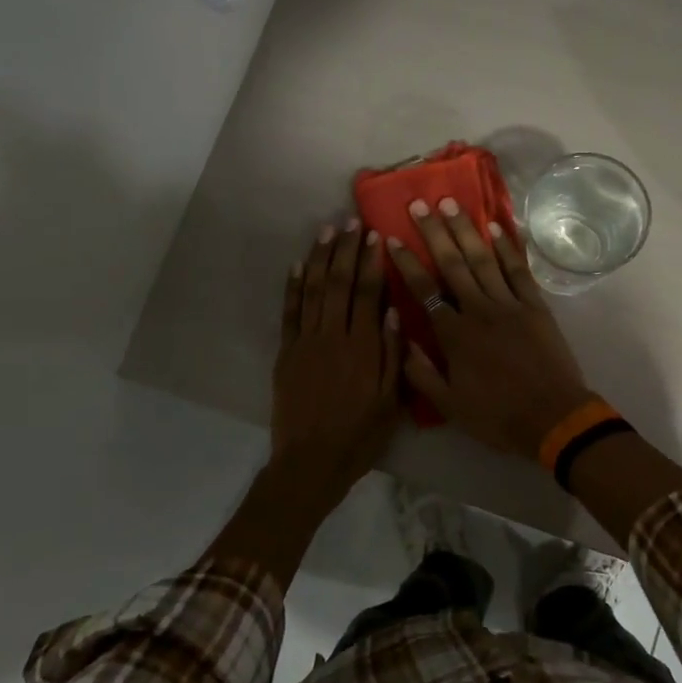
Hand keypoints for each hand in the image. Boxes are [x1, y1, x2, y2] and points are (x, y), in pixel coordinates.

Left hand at [270, 220, 402, 506]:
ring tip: (326, 231)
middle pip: (338, 283)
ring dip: (318, 258)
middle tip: (350, 220)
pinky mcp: (286, 353)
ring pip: (311, 290)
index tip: (374, 236)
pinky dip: (292, 287)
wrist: (311, 462)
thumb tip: (395, 312)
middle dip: (345, 249)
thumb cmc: (359, 435)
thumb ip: (394, 356)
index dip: (370, 262)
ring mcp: (305, 342)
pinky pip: (288, 312)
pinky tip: (296, 265)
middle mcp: (333, 337)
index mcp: (362, 347)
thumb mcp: (390, 402)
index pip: (367, 293)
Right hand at [386, 199, 595, 459]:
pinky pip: (519, 270)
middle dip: (434, 232)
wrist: (553, 418)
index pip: (424, 290)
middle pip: (452, 264)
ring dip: (466, 230)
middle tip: (419, 203)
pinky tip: (496, 226)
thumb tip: (400, 337)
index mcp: (455, 335)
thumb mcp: (449, 406)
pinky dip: (508, 247)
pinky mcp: (536, 306)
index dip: (406, 263)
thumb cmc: (497, 416)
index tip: (391, 237)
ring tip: (452, 203)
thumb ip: (421, 372)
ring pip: (483, 259)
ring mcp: (510, 304)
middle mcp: (479, 310)